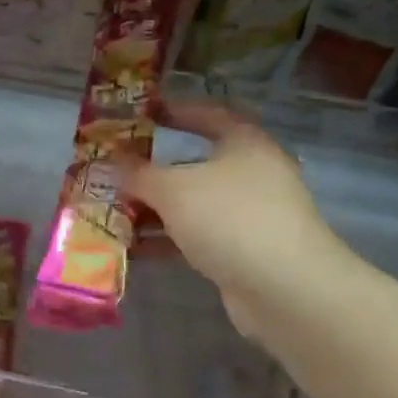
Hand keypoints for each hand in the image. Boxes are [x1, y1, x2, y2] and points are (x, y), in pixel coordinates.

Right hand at [121, 101, 349, 340]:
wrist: (284, 287)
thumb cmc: (229, 218)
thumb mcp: (172, 188)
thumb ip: (138, 173)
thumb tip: (113, 162)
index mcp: (244, 143)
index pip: (207, 114)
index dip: (174, 110)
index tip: (140, 114)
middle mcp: (251, 173)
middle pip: (195, 163)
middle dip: (152, 170)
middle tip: (115, 172)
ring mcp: (249, 213)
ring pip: (193, 203)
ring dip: (155, 208)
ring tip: (114, 212)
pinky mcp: (243, 249)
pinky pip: (196, 234)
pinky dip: (168, 237)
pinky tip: (135, 247)